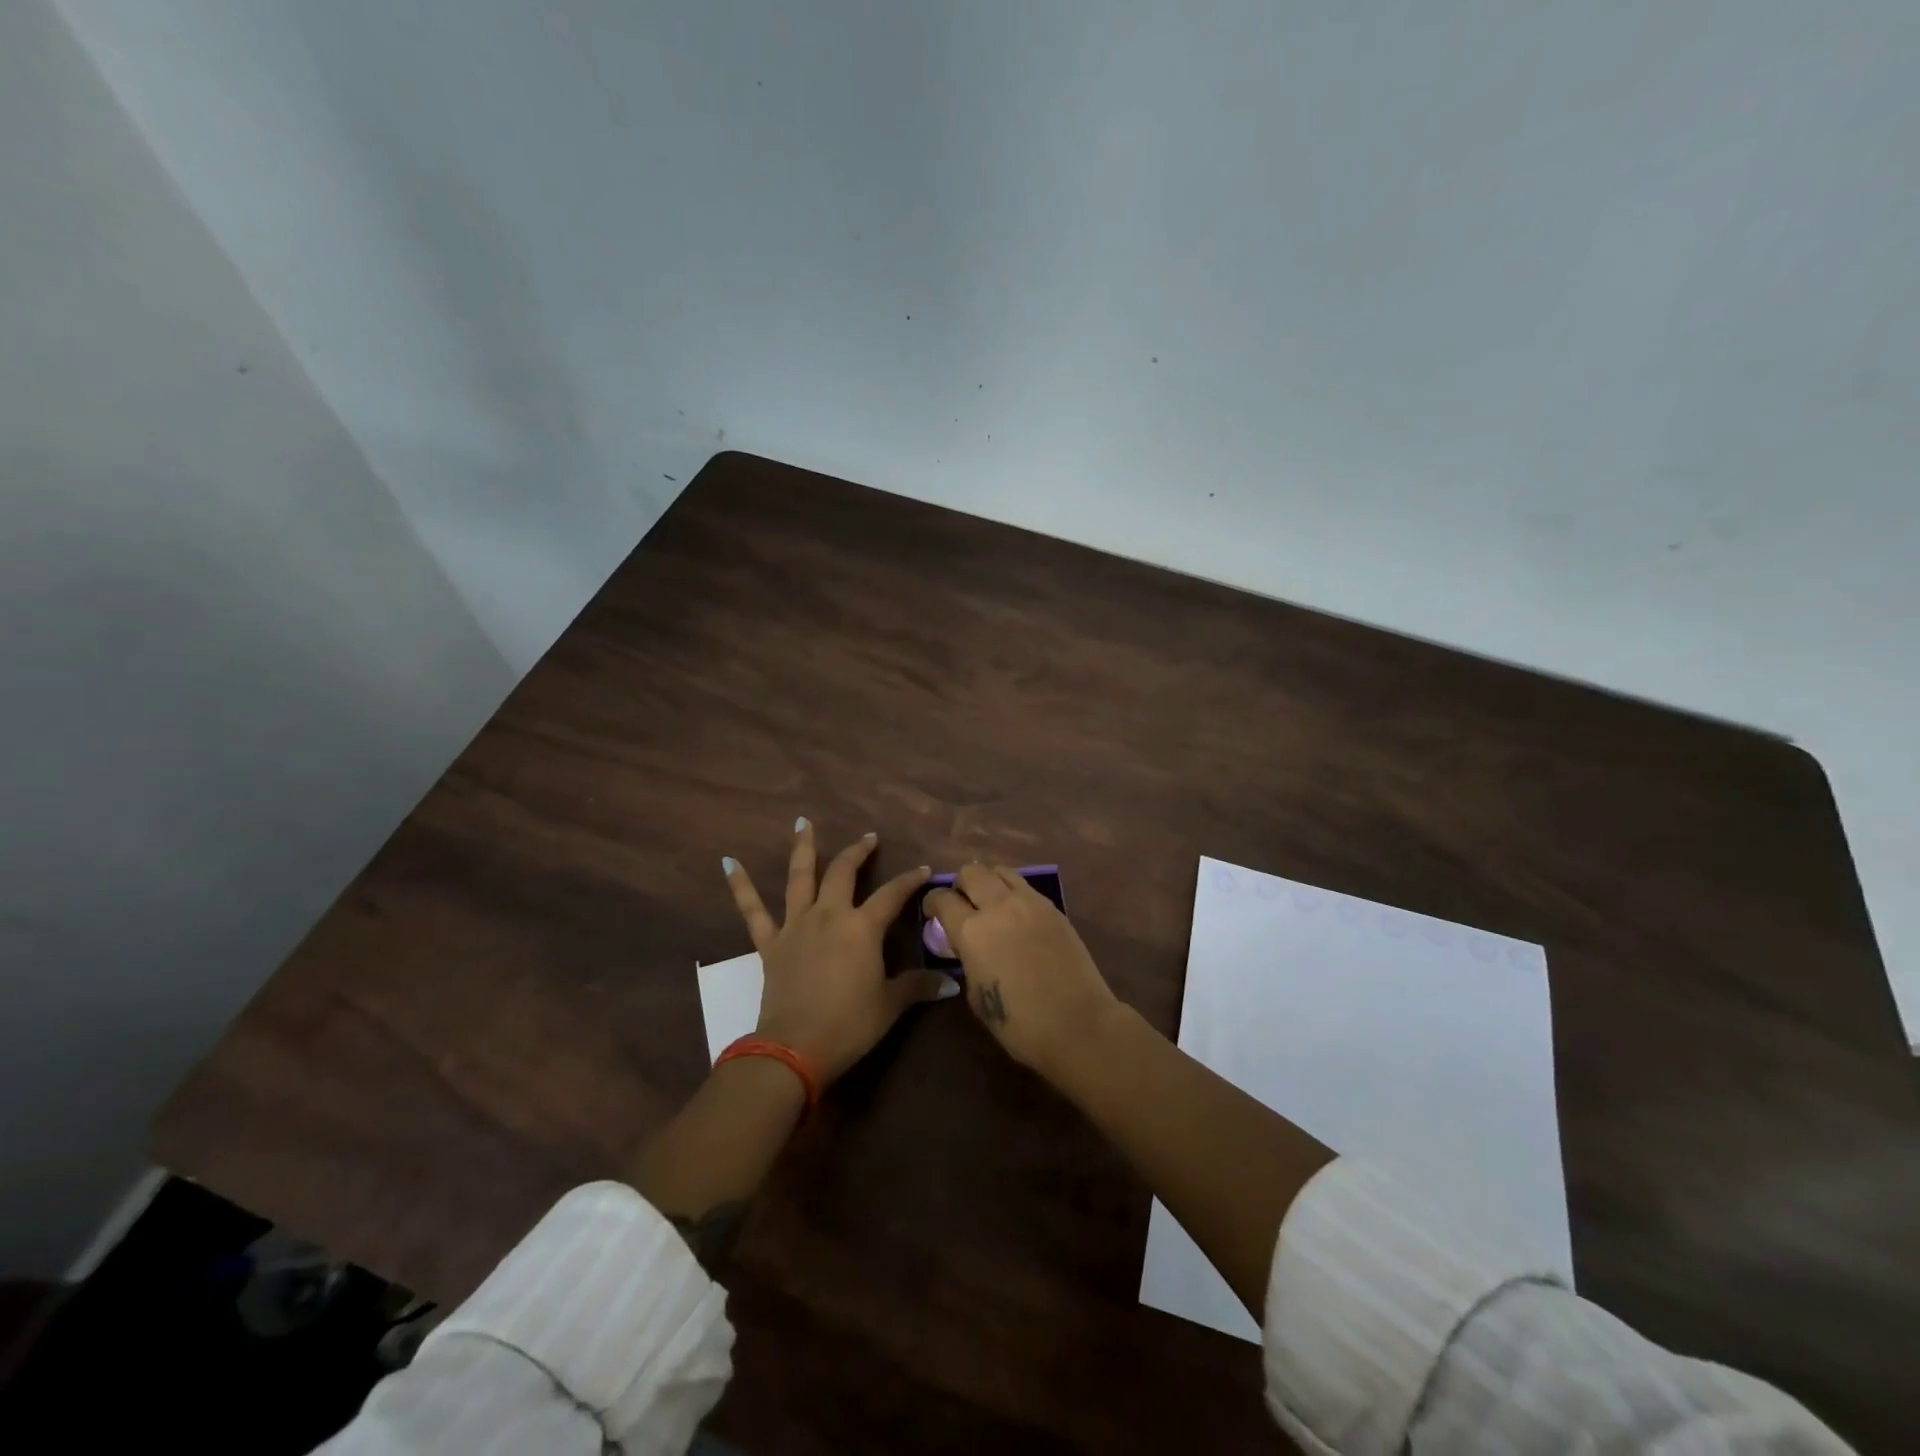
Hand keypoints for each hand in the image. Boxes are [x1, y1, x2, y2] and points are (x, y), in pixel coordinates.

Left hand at [724, 821, 955, 1083]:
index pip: (892, 894)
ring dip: (803, 848)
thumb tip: (950, 983)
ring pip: (800, 877)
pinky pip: (753, 910)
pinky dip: (740, 885)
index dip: (910, 880)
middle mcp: (829, 915)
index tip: (923, 869)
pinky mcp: (770, 943)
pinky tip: (729, 863)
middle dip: (858, 851)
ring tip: (801, 822)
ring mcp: (796, 925)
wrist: (795, 1048)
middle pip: (844, 872)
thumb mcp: (890, 1005)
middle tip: (868, 837)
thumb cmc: (849, 1024)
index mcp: (862, 927)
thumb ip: (918, 987)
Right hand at [923, 864, 1119, 1082]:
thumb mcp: (976, 996)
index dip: (932, 903)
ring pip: (1000, 870)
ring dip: (989, 882)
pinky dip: (1013, 892)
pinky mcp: (1053, 907)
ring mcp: (1029, 902)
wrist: (1078, 1023)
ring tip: (991, 903)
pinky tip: (1017, 915)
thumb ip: (967, 960)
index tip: (933, 914)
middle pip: (971, 872)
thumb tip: (968, 947)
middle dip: (961, 885)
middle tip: (963, 905)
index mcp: (971, 931)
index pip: (942, 899)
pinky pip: (1025, 886)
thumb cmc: (1020, 1023)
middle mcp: (998, 906)